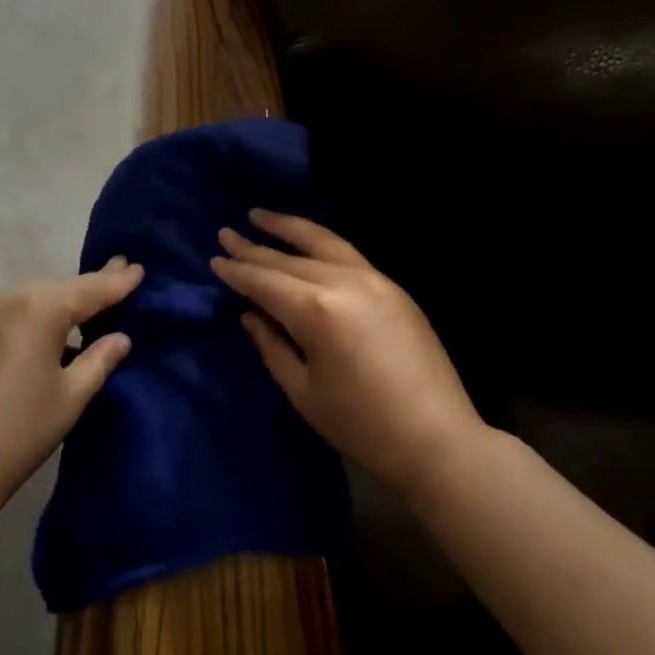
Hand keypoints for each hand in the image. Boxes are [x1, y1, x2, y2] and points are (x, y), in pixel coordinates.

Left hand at [0, 258, 142, 515]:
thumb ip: (99, 360)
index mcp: (40, 308)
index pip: (90, 290)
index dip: (117, 281)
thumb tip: (121, 337)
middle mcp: (11, 296)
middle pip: (62, 288)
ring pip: (37, 297)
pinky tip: (57, 324)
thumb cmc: (17, 433)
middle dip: (92, 285)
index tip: (139, 266)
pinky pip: (17, 309)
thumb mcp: (70, 398)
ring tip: (96, 297)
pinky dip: (40, 313)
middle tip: (122, 272)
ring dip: (65, 300)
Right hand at [212, 211, 479, 501]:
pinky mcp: (393, 286)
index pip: (265, 282)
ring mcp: (373, 279)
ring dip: (288, 228)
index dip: (238, 272)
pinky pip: (347, 252)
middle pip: (289, 259)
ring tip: (260, 215)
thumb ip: (271, 346)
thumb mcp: (303, 392)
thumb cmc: (362, 426)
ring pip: (322, 242)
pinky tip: (306, 240)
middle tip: (226, 234)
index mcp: (317, 311)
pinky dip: (320, 241)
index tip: (216, 259)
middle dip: (254, 248)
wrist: (438, 439)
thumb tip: (251, 315)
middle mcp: (343, 282)